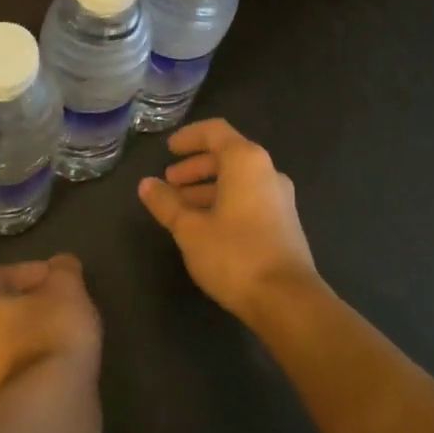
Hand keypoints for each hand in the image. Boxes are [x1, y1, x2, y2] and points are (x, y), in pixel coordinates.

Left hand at [0, 254, 102, 404]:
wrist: (50, 409)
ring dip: (30, 341)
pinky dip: (33, 370)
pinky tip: (60, 369)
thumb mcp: (66, 287)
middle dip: (29, 308)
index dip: (34, 272)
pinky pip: (15, 379)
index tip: (62, 279)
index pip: (0, 276)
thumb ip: (63, 270)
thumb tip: (62, 266)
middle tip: (61, 307)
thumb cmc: (50, 334)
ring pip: (5, 349)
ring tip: (64, 339)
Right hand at [137, 119, 318, 322]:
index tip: (168, 150)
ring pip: (238, 180)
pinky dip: (224, 202)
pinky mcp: (284, 223)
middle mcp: (267, 172)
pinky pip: (249, 199)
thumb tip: (146, 184)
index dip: (189, 137)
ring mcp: (279, 198)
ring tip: (180, 208)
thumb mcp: (190, 229)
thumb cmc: (235, 254)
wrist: (287, 300)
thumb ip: (167, 203)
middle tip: (169, 182)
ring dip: (207, 188)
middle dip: (195, 167)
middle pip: (227, 156)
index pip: (215, 132)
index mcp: (246, 161)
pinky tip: (205, 226)